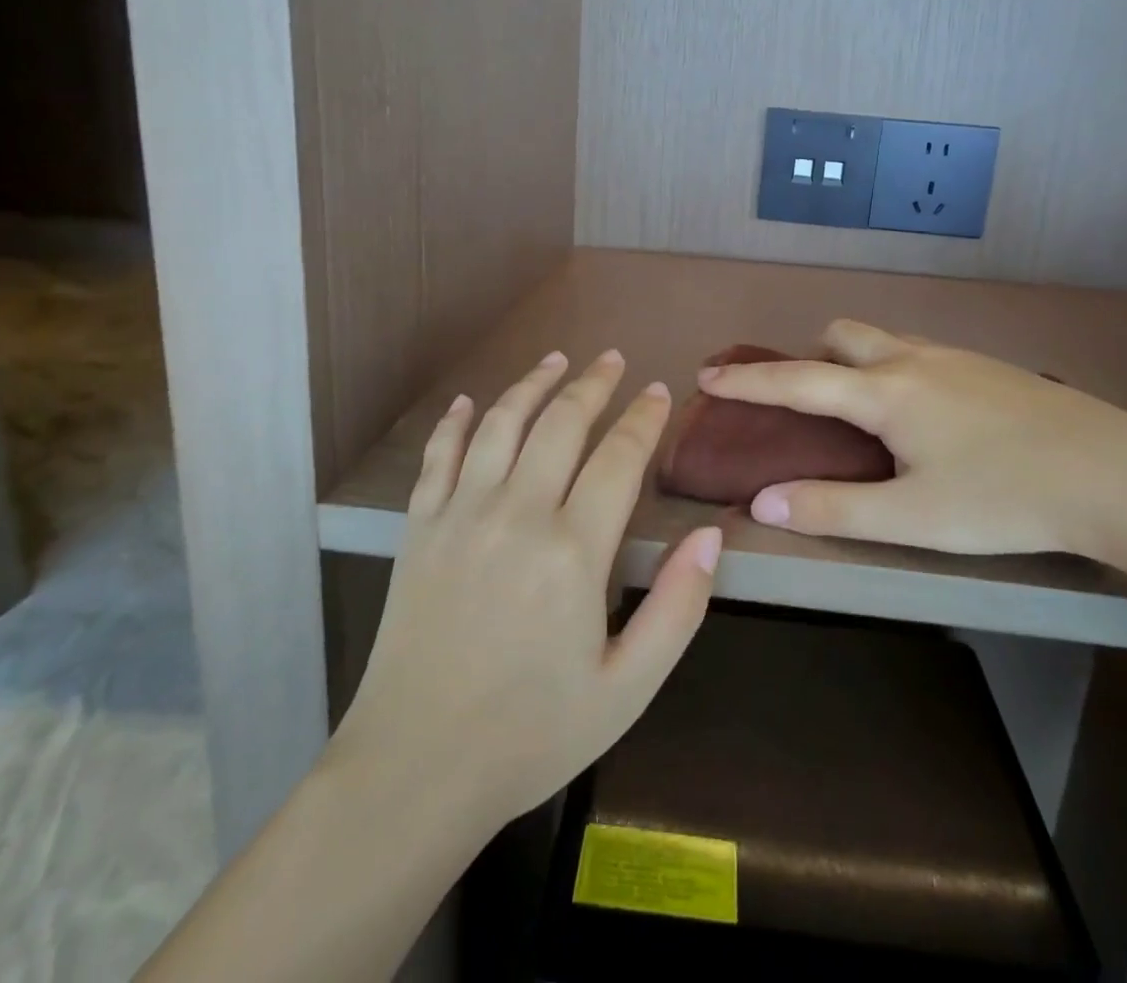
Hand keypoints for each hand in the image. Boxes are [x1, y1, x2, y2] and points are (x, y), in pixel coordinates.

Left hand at [331, 350, 723, 835]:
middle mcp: (517, 513)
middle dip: (593, 384)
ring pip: (502, 423)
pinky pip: (439, 455)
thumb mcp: (627, 688)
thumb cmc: (533, 733)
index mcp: (573, 551)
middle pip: (561, 423)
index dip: (643, 418)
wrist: (416, 768)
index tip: (658, 391)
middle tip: (612, 359)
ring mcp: (461, 514)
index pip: (619, 457)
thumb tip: (710, 536)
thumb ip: (678, 608)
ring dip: (532, 384)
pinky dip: (457, 421)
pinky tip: (471, 401)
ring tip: (556, 359)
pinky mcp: (419, 527)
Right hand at [696, 320, 1126, 559]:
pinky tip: (925, 418)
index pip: (798, 380)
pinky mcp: (989, 368)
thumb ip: (832, 508)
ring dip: (854, 361)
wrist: (1116, 474)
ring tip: (862, 413)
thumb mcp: (911, 518)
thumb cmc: (1004, 498)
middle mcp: (913, 360)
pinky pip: (920, 353)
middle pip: (842, 334)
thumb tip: (761, 502)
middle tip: (806, 400)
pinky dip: (894, 369)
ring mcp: (955, 358)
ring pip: (884, 340)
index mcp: (885, 392)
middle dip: (810, 356)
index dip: (748, 380)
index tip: (708, 373)